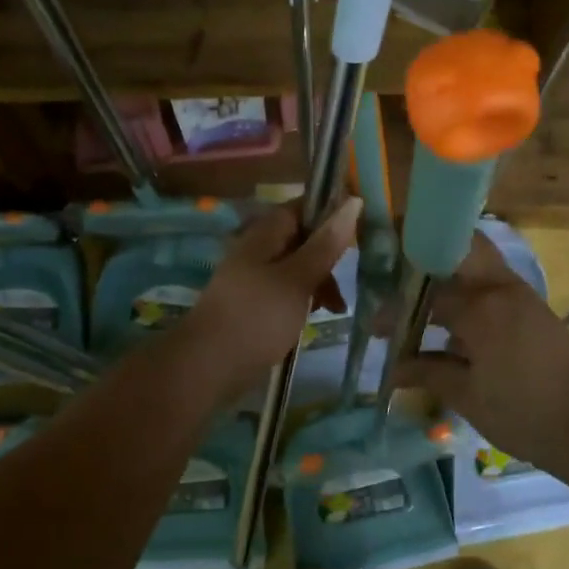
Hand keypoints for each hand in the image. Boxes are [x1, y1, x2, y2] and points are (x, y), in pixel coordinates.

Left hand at [177, 197, 360, 403]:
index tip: (360, 230)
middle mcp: (258, 250)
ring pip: (296, 268)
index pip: (302, 207)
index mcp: (265, 234)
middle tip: (349, 278)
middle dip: (328, 255)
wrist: (207, 366)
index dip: (331, 212)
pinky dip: (303, 300)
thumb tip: (354, 201)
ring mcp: (253, 279)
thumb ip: (326, 243)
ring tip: (335, 308)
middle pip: (301, 239)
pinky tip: (313, 318)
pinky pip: (285, 292)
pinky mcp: (253, 305)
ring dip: (319, 282)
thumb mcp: (298, 278)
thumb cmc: (257, 316)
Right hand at [392, 233, 568, 466]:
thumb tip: (393, 368)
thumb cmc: (524, 414)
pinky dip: (470, 291)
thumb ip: (427, 372)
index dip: (396, 306)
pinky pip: (495, 285)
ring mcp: (524, 296)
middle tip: (398, 275)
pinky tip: (454, 323)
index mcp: (482, 306)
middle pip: (461, 247)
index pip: (427, 293)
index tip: (376, 324)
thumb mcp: (467, 396)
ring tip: (420, 298)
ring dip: (450, 271)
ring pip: (480, 263)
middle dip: (428, 253)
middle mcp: (503, 288)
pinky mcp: (536, 311)